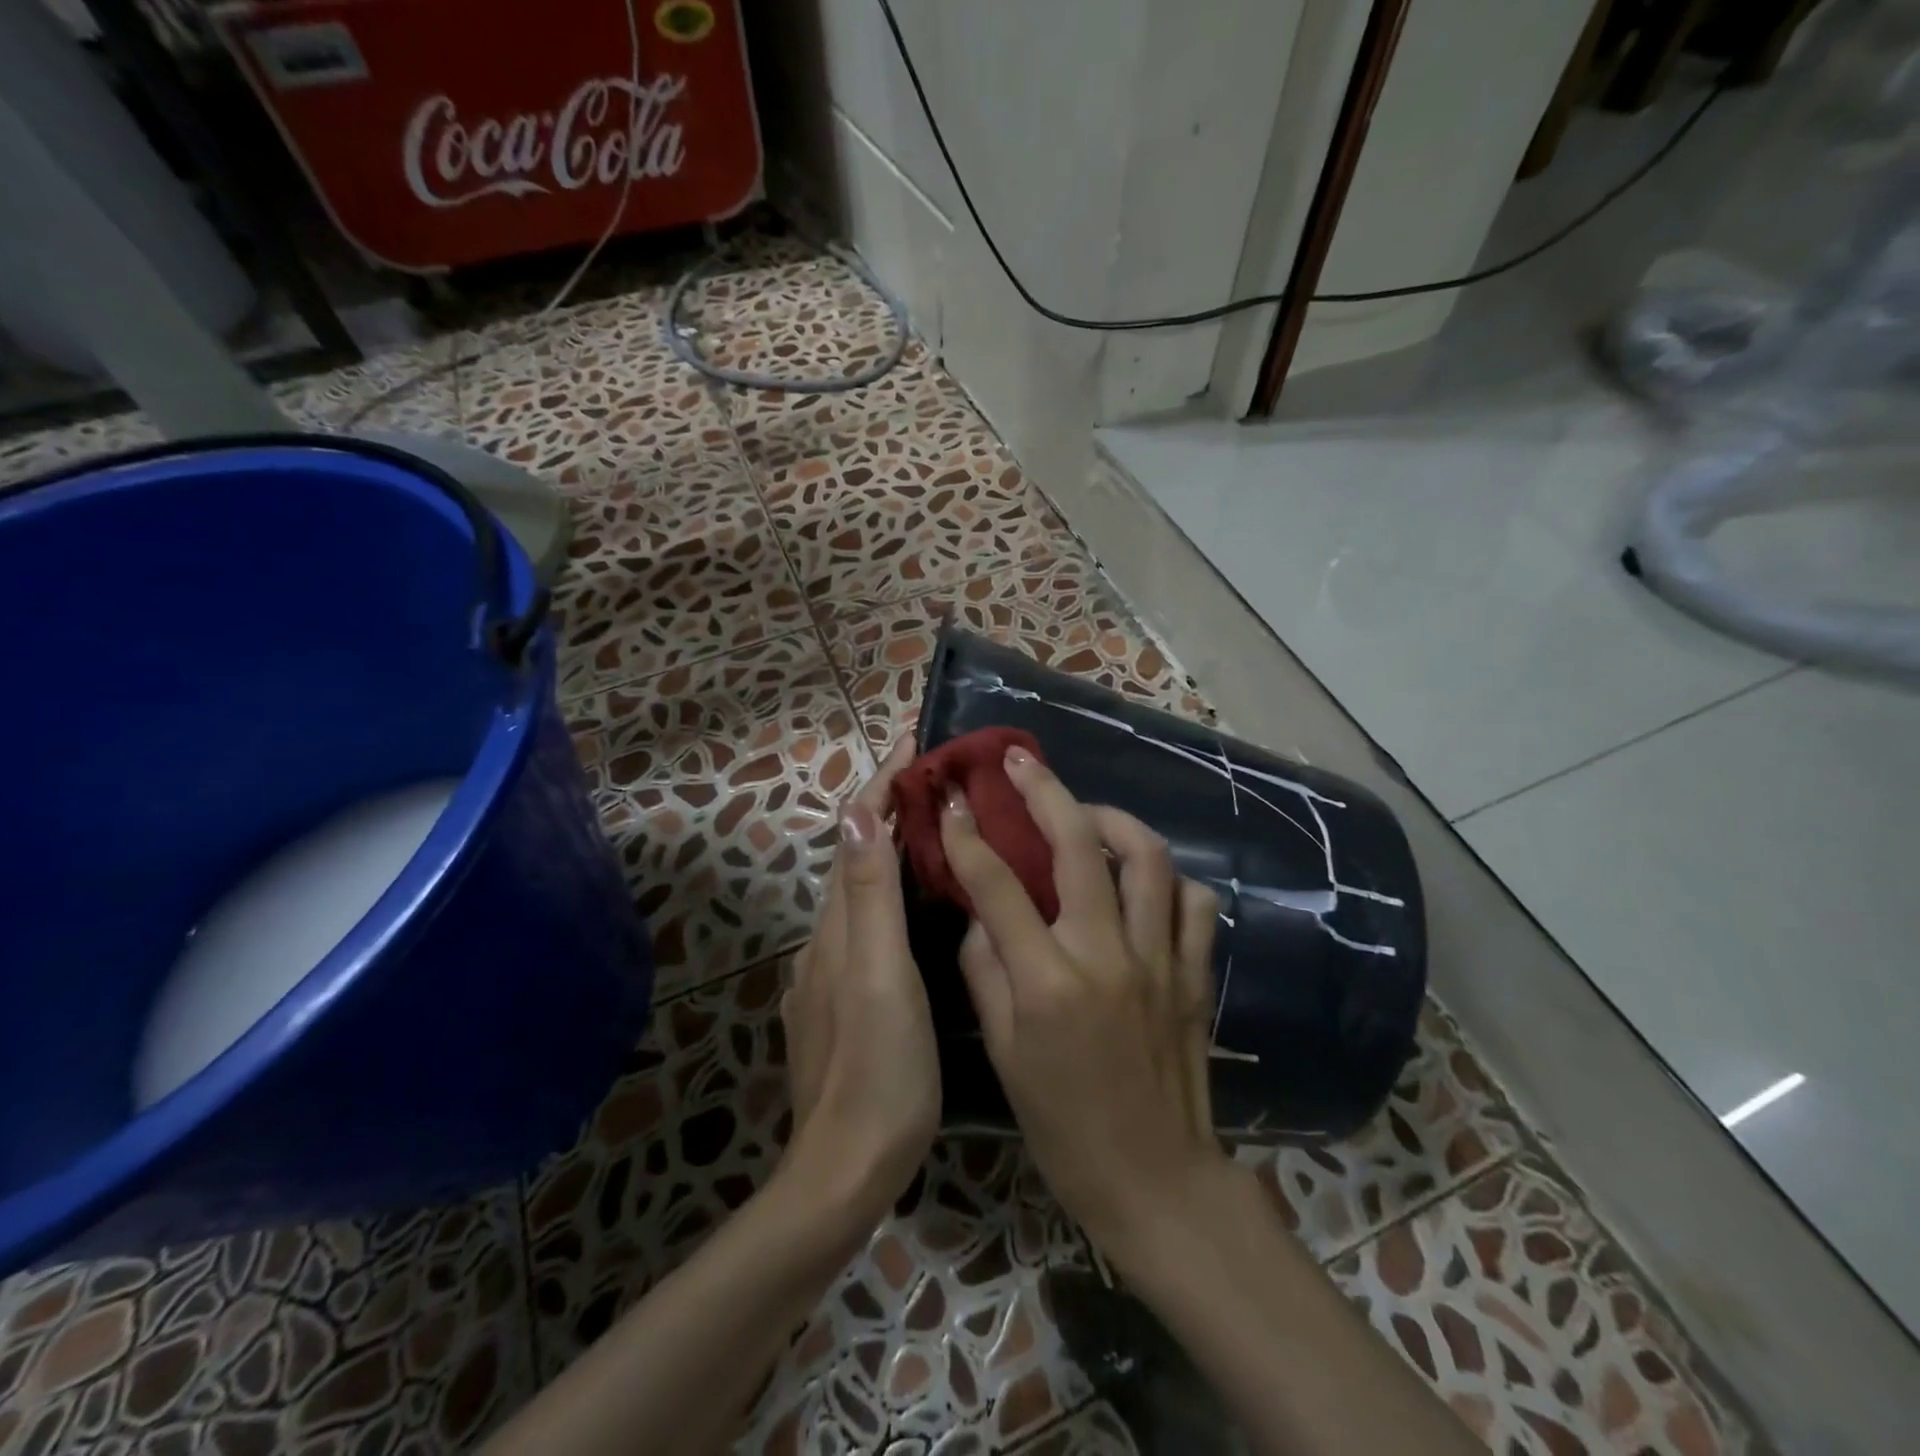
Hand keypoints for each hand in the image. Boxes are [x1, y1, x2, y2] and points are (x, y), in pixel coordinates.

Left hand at [780, 743, 938, 1237]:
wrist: (845, 1170)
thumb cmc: (878, 1070)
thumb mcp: (880, 977)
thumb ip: (869, 898)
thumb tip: (858, 812)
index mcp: (839, 928)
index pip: (856, 834)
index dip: (881, 786)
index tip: (913, 744)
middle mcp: (827, 940)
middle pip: (856, 855)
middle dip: (887, 808)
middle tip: (937, 779)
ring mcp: (830, 973)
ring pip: (861, 891)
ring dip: (889, 848)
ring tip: (935, 826)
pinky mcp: (841, 1001)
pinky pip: (866, 926)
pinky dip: (889, 893)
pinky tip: (919, 905)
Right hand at [938, 745, 1224, 1263]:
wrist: (1155, 1180)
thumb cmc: (1063, 1124)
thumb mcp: (1003, 1053)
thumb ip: (985, 971)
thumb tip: (980, 912)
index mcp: (1048, 982)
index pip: (998, 885)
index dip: (968, 836)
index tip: (951, 800)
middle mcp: (1107, 955)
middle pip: (1079, 845)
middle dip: (1044, 791)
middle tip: (1020, 762)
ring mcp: (1160, 960)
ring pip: (1148, 857)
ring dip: (1113, 819)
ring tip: (1086, 814)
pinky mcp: (1196, 973)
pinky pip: (1194, 901)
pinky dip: (1168, 877)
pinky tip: (1143, 879)